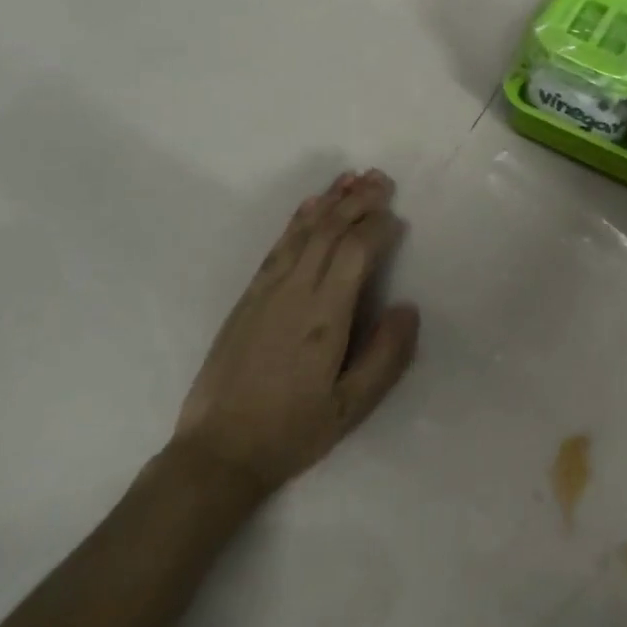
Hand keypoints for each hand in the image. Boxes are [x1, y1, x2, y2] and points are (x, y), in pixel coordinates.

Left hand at [173, 170, 420, 496]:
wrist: (217, 450)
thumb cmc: (291, 431)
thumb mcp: (350, 409)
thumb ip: (385, 357)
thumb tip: (408, 307)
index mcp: (324, 316)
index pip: (356, 252)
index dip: (378, 228)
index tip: (397, 219)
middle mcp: (296, 290)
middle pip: (331, 230)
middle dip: (359, 200)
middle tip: (382, 179)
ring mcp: (268, 288)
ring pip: (305, 230)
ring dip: (331, 199)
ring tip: (353, 177)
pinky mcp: (249, 294)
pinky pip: (279, 244)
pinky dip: (299, 218)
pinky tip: (311, 204)